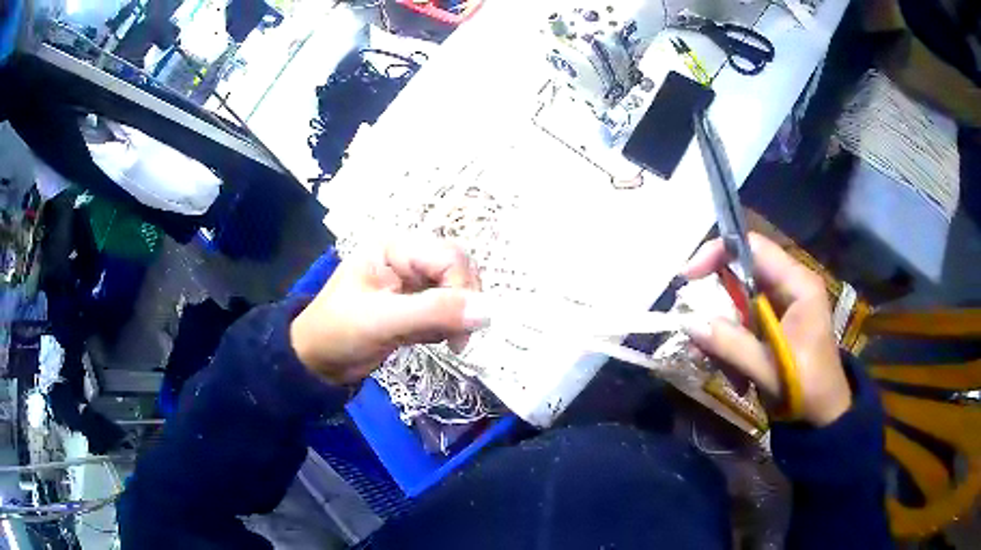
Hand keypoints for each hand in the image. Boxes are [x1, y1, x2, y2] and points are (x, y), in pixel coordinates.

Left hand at [289, 238, 483, 385]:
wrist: (316, 363)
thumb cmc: (338, 333)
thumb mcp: (382, 321)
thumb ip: (435, 313)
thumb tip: (489, 311)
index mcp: (395, 248)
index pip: (450, 257)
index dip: (463, 290)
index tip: (461, 330)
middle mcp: (407, 258)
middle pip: (458, 271)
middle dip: (462, 305)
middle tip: (456, 339)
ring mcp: (412, 283)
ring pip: (457, 292)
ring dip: (456, 319)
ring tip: (441, 342)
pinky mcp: (415, 306)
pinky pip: (447, 311)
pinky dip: (446, 328)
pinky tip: (429, 340)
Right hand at [682, 233, 851, 426]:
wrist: (823, 417)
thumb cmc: (807, 389)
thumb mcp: (770, 369)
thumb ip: (732, 345)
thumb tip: (690, 324)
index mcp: (798, 285)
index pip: (753, 247)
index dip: (718, 253)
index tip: (688, 277)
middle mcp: (790, 286)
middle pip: (741, 275)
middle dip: (717, 307)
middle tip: (698, 336)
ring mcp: (782, 305)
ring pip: (738, 302)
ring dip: (723, 334)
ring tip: (724, 369)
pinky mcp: (775, 324)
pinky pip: (742, 322)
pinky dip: (731, 345)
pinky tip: (736, 376)